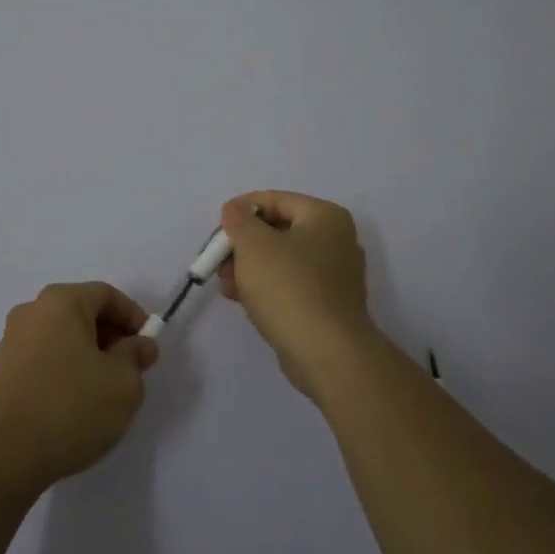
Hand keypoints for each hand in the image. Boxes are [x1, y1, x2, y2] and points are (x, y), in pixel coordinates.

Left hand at [0, 281, 159, 497]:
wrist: (4, 458)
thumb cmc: (71, 408)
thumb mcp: (122, 383)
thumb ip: (136, 356)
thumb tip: (139, 345)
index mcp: (60, 301)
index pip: (106, 295)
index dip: (133, 316)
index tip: (148, 346)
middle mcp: (31, 311)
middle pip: (81, 312)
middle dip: (111, 336)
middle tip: (131, 368)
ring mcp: (11, 341)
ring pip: (62, 336)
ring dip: (87, 354)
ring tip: (104, 389)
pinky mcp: (0, 371)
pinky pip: (43, 358)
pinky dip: (64, 369)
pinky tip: (74, 403)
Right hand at [219, 191, 376, 396]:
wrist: (327, 354)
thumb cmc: (289, 287)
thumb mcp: (253, 244)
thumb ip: (238, 220)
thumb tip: (235, 210)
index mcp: (326, 216)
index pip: (276, 200)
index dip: (242, 209)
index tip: (218, 227)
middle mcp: (336, 240)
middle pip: (278, 230)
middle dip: (243, 243)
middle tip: (219, 259)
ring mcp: (335, 275)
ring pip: (282, 259)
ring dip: (250, 267)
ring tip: (226, 284)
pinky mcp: (328, 305)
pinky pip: (291, 284)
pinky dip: (266, 287)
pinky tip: (242, 299)